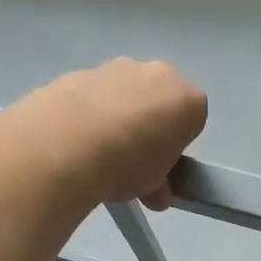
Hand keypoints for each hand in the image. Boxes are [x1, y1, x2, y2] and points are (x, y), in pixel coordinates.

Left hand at [26, 59, 207, 208]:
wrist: (68, 143)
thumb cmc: (129, 163)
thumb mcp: (155, 185)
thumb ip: (160, 182)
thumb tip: (156, 192)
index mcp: (187, 99)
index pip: (191, 120)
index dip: (175, 146)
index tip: (160, 167)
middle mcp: (156, 73)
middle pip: (157, 100)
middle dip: (147, 126)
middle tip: (129, 161)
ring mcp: (115, 68)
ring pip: (122, 94)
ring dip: (115, 117)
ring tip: (95, 153)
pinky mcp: (78, 72)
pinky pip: (90, 96)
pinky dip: (86, 113)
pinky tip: (73, 140)